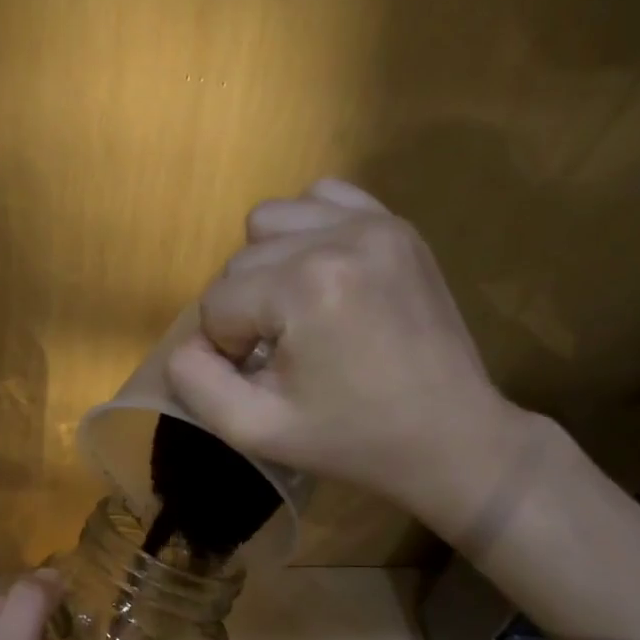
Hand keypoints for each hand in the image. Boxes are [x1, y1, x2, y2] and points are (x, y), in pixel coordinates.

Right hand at [165, 179, 533, 536]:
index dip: (227, 348)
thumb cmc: (350, 441)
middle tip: (281, 355)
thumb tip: (190, 341)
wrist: (449, 438)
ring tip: (298, 311)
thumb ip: (195, 381)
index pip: (216, 302)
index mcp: (306, 287)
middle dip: (245, 310)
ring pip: (272, 221)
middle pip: (240, 260)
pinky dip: (306, 232)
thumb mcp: (254, 429)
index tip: (267, 380)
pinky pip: (323, 198)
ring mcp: (376, 224)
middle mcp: (339, 237)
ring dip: (267, 268)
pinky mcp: (397, 225)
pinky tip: (322, 276)